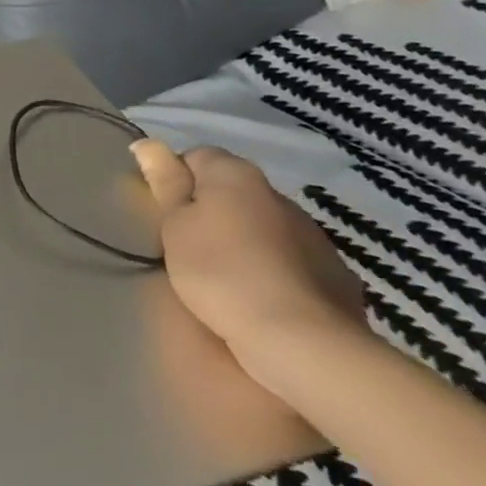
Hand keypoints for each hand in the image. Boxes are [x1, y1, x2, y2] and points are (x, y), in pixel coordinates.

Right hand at [132, 141, 367, 397]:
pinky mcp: (338, 275)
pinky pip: (293, 261)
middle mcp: (278, 194)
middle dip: (212, 212)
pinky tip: (263, 299)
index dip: (176, 182)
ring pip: (264, 227)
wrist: (301, 342)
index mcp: (236, 175)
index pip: (196, 157)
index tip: (166, 216)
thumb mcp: (174, 226)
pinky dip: (277, 271)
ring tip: (227, 279)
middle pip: (232, 193)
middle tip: (189, 248)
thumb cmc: (220, 273)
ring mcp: (314, 235)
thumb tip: (148, 143)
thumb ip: (164, 183)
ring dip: (246, 241)